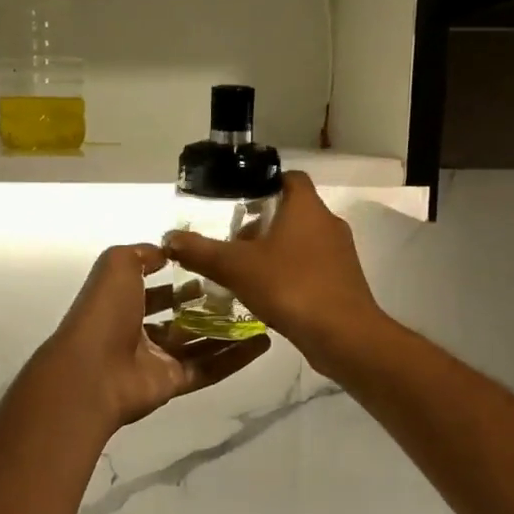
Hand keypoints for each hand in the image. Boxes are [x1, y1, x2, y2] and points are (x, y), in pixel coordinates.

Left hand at [45, 245, 272, 428]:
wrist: (92, 372)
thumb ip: (142, 254)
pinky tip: (262, 343)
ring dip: (228, 331)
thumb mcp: (117, 265)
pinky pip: (209, 369)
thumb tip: (167, 251)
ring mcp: (156, 360)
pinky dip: (234, 358)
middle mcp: (138, 331)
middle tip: (241, 291)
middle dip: (206, 305)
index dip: (177, 278)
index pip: (152, 290)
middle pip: (178, 318)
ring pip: (198, 344)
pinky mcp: (173, 383)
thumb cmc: (104, 312)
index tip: (210, 267)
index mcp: (121, 303)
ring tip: (260, 315)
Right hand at [162, 172, 383, 375]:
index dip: (265, 183)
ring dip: (275, 250)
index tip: (239, 198)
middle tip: (232, 239)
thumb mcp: (236, 267)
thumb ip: (202, 251)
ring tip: (244, 268)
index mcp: (307, 208)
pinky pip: (312, 266)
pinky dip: (290, 272)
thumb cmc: (291, 287)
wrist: (343, 336)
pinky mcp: (343, 281)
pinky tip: (267, 293)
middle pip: (293, 211)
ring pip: (302, 240)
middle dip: (262, 222)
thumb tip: (170, 238)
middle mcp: (328, 224)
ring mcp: (340, 254)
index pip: (290, 178)